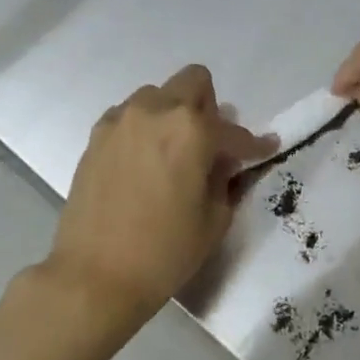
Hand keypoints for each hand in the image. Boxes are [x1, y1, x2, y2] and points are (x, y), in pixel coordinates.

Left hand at [42, 65, 276, 331]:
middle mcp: (155, 111)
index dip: (253, 145)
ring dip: (172, 115)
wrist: (94, 276)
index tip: (265, 149)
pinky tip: (143, 163)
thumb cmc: (163, 252)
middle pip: (193, 82)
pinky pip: (128, 116)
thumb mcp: (213, 219)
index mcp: (192, 130)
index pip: (233, 131)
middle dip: (209, 109)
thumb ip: (224, 179)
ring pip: (157, 96)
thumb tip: (222, 161)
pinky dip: (143, 129)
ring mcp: (120, 120)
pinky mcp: (96, 136)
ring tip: (172, 154)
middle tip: (208, 146)